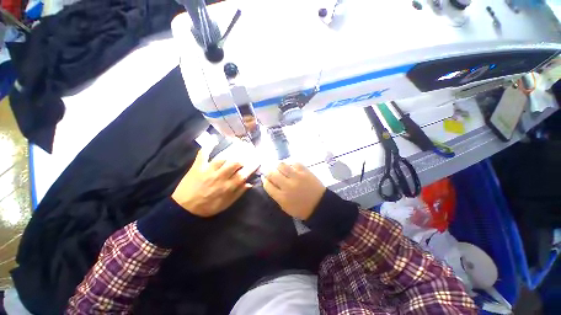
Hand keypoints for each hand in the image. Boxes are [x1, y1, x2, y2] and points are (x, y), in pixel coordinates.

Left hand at [172, 148, 258, 216]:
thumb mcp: (226, 204)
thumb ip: (238, 193)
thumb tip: (249, 183)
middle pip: (235, 163)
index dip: (252, 166)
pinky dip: (208, 146)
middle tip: (248, 152)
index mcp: (228, 187)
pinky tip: (214, 138)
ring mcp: (208, 170)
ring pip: (223, 158)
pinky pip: (203, 154)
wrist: (184, 209)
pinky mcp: (197, 167)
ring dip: (232, 151)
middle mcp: (220, 176)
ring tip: (239, 145)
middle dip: (244, 157)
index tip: (258, 160)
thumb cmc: (208, 207)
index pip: (243, 174)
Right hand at [263, 162, 325, 219]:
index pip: (267, 185)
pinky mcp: (305, 171)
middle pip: (272, 173)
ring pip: (281, 165)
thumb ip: (275, 195)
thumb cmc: (301, 208)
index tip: (264, 177)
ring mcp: (297, 177)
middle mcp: (287, 186)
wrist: (320, 204)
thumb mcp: (285, 207)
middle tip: (269, 170)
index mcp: (282, 197)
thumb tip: (268, 181)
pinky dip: (288, 162)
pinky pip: (293, 162)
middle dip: (268, 171)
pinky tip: (288, 165)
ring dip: (277, 165)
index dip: (264, 179)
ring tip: (278, 167)